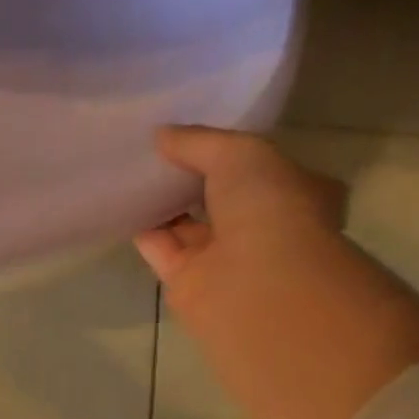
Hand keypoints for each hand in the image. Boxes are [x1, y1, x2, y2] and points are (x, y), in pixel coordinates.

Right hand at [133, 126, 348, 313]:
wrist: (254, 283)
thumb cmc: (268, 209)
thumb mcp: (239, 153)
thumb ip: (199, 141)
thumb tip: (161, 134)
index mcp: (296, 194)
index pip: (262, 168)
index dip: (229, 151)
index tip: (195, 135)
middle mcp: (263, 228)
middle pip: (221, 198)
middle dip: (192, 178)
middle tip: (156, 152)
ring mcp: (225, 258)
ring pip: (188, 224)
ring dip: (164, 203)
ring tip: (132, 172)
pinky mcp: (187, 281)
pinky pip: (160, 248)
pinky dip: (143, 230)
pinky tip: (122, 205)